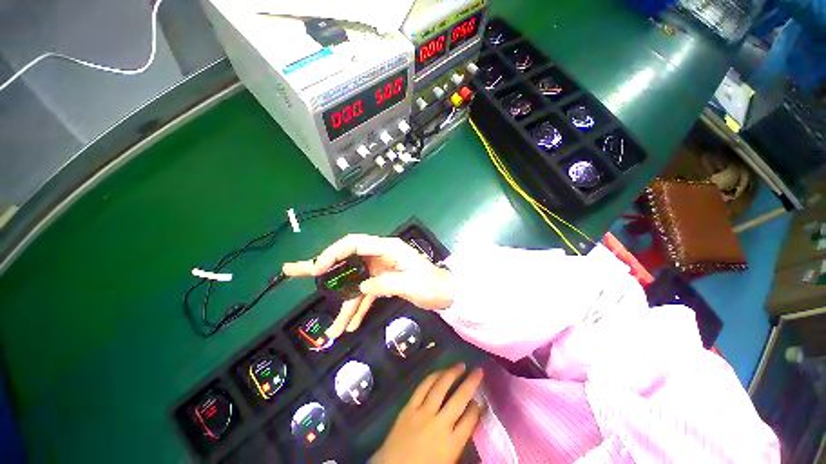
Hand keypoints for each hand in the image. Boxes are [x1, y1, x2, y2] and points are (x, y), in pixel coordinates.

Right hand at [283, 234, 452, 337]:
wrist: (447, 294)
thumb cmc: (434, 285)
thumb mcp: (412, 285)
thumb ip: (386, 284)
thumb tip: (361, 287)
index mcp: (388, 248)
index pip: (355, 243)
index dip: (334, 252)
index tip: (317, 268)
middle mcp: (380, 256)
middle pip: (347, 260)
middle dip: (323, 269)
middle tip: (294, 271)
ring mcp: (380, 270)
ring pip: (354, 283)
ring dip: (343, 305)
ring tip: (331, 329)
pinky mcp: (382, 283)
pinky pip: (365, 294)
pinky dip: (357, 309)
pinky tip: (349, 326)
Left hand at [372, 363, 483, 463]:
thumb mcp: (448, 461)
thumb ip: (459, 440)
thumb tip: (469, 419)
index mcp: (452, 444)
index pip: (470, 419)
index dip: (477, 407)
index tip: (480, 399)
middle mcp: (439, 424)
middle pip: (459, 398)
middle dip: (471, 383)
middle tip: (478, 370)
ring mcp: (422, 413)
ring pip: (440, 387)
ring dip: (452, 373)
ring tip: (461, 365)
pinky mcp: (408, 407)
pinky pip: (422, 387)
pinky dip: (432, 377)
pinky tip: (439, 371)